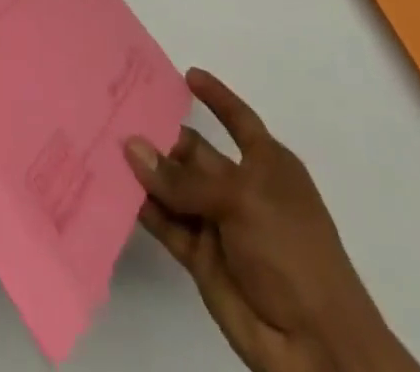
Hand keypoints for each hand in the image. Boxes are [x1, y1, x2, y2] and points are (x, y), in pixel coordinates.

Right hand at [125, 69, 419, 371]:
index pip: (239, 120)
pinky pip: (166, 223)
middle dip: (160, 133)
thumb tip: (131, 147)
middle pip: (194, 151)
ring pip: (174, 186)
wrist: (317, 348)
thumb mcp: (241, 200)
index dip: (216, 98)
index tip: (187, 74)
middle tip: (114, 109)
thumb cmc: (291, 251)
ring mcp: (220, 223)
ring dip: (145, 170)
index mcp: (268, 166)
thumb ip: (183, 178)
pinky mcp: (201, 256)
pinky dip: (142, 207)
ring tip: (102, 140)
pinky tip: (111, 186)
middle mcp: (241, 188)